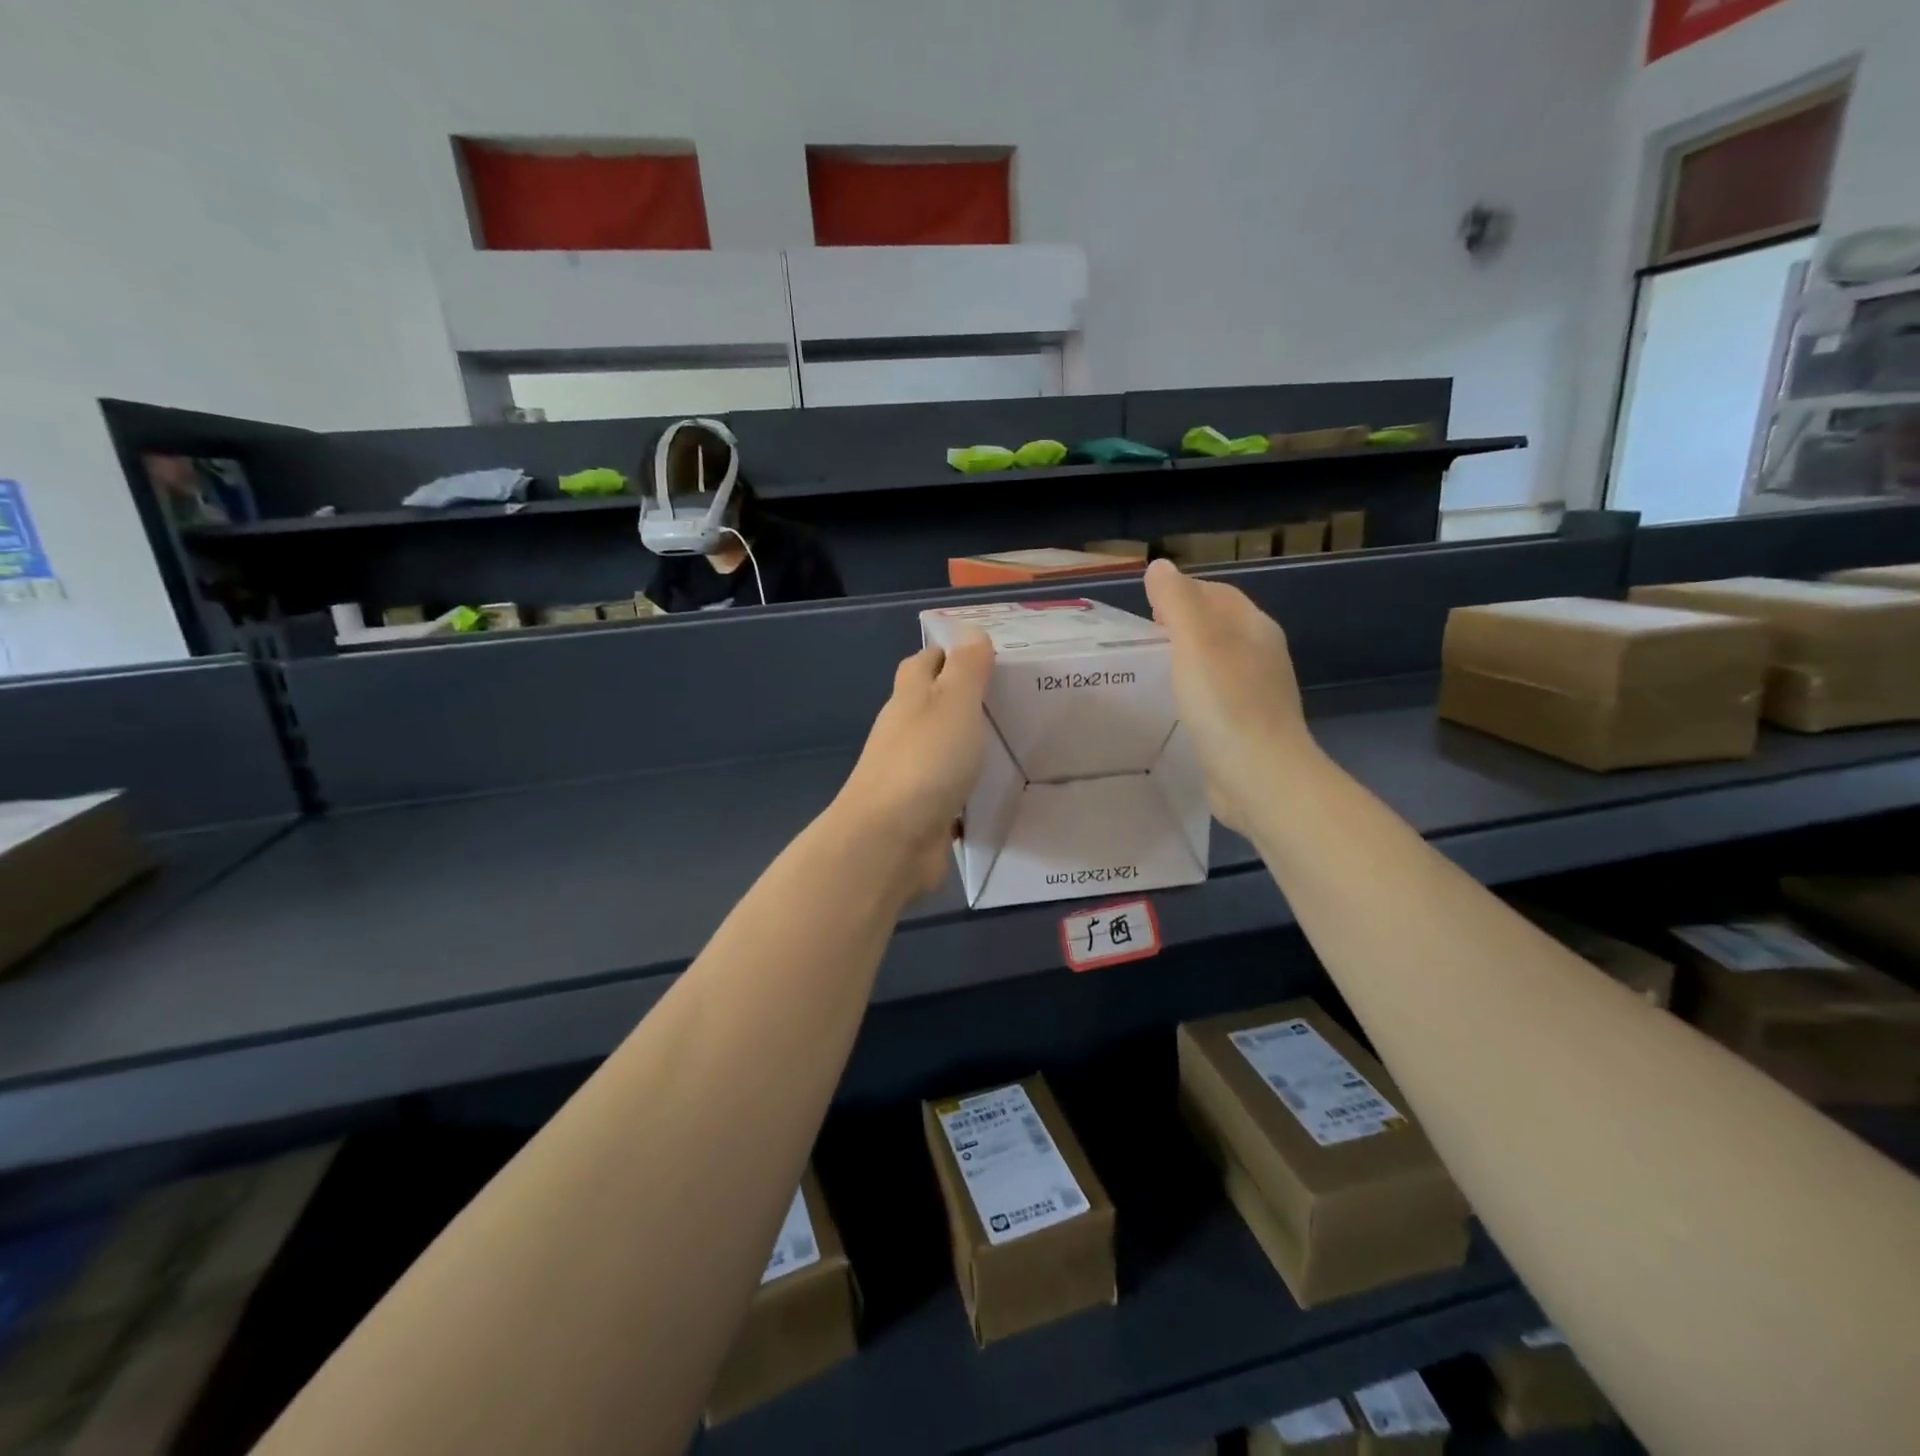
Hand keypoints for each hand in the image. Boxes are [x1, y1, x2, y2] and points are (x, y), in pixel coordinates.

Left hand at [835, 632, 994, 901]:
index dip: (949, 653)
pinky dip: (968, 783)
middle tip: (1013, 696)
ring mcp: (910, 773)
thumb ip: (966, 669)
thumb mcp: (953, 704)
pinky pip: (949, 788)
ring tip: (1014, 738)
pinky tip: (997, 787)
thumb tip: (970, 632)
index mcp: (910, 699)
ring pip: (942, 747)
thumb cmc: (924, 762)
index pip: (924, 662)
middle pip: (932, 704)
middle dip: (964, 698)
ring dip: (968, 742)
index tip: (987, 653)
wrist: (889, 842)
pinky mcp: (922, 810)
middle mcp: (905, 732)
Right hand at [1144, 558, 1313, 835]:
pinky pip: (1216, 696)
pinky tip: (1175, 707)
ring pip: (1217, 662)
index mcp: (1254, 627)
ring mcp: (1257, 693)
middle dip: (1182, 626)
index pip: (1216, 593)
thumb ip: (1176, 601)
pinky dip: (1194, 693)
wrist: (1260, 777)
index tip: (1146, 610)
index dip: (1181, 592)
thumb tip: (1160, 567)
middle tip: (1143, 640)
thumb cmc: (1225, 703)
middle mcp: (1261, 654)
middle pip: (1218, 626)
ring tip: (1153, 670)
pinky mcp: (1247, 726)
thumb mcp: (1194, 642)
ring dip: (1187, 660)